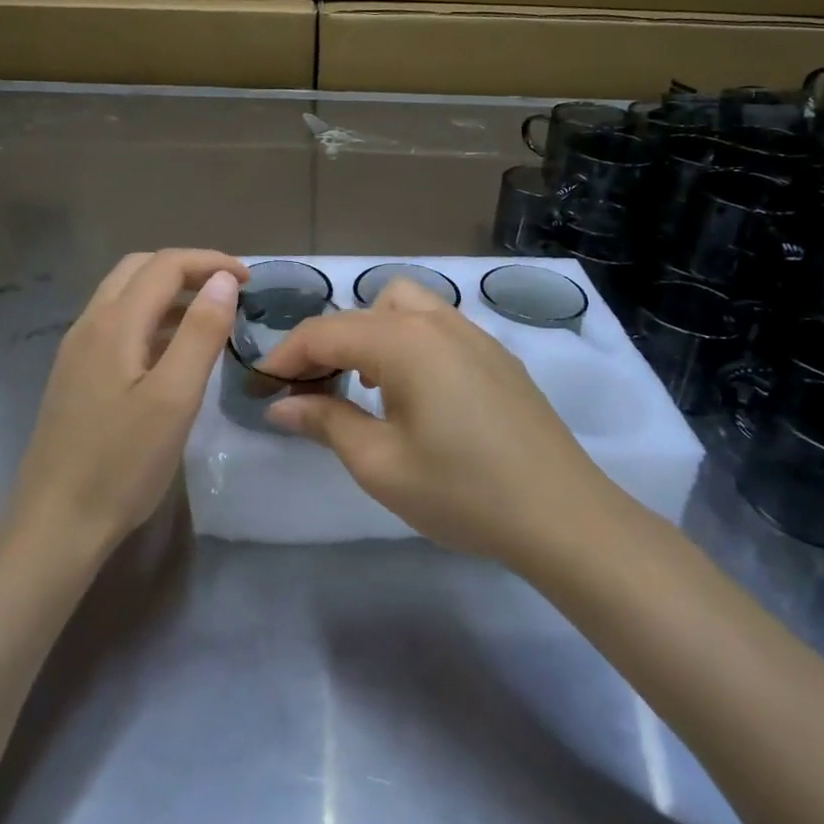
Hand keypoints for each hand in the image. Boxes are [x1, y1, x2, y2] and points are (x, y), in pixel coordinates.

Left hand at [7, 250, 246, 563]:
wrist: (56, 523)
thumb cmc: (122, 464)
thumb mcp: (175, 398)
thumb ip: (200, 333)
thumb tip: (224, 280)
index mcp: (114, 323)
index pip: (165, 265)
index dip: (210, 262)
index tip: (250, 280)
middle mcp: (89, 325)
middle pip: (139, 270)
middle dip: (187, 269)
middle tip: (228, 291)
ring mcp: (77, 350)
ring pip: (124, 296)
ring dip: (167, 292)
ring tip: (208, 316)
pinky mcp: (75, 375)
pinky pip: (116, 324)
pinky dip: (150, 318)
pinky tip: (171, 351)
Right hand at [259, 280, 612, 567]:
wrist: (563, 516)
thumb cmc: (462, 492)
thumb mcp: (380, 464)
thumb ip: (325, 422)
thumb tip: (281, 404)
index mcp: (404, 341)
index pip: (327, 331)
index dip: (286, 354)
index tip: (260, 382)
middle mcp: (438, 322)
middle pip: (365, 309)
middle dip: (329, 341)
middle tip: (312, 387)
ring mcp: (473, 335)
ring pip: (405, 308)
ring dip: (370, 334)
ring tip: (362, 385)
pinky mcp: (496, 356)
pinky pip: (437, 326)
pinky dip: (406, 341)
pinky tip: (412, 393)